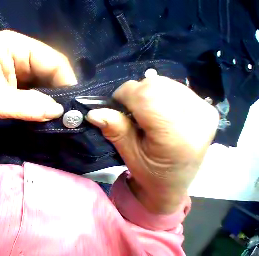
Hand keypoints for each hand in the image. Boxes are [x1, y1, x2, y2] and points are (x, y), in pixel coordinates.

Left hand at [0, 30, 76, 134]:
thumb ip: (27, 106)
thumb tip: (57, 112)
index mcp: (15, 47)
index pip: (53, 61)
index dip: (66, 81)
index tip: (73, 103)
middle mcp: (21, 56)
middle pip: (51, 73)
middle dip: (60, 93)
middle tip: (68, 113)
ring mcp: (20, 72)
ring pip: (45, 85)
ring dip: (52, 101)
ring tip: (59, 116)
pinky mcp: (18, 87)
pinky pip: (37, 94)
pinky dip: (43, 105)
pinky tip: (45, 114)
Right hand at [86, 76, 218, 213]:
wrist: (174, 182)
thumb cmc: (149, 171)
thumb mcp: (127, 152)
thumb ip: (113, 129)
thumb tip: (93, 113)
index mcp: (177, 136)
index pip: (147, 95)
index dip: (124, 95)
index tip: (115, 108)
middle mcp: (197, 118)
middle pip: (155, 85)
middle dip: (133, 95)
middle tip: (129, 113)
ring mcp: (205, 109)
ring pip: (162, 82)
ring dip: (145, 94)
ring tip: (144, 114)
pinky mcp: (205, 106)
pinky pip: (172, 85)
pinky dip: (156, 94)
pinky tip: (157, 111)